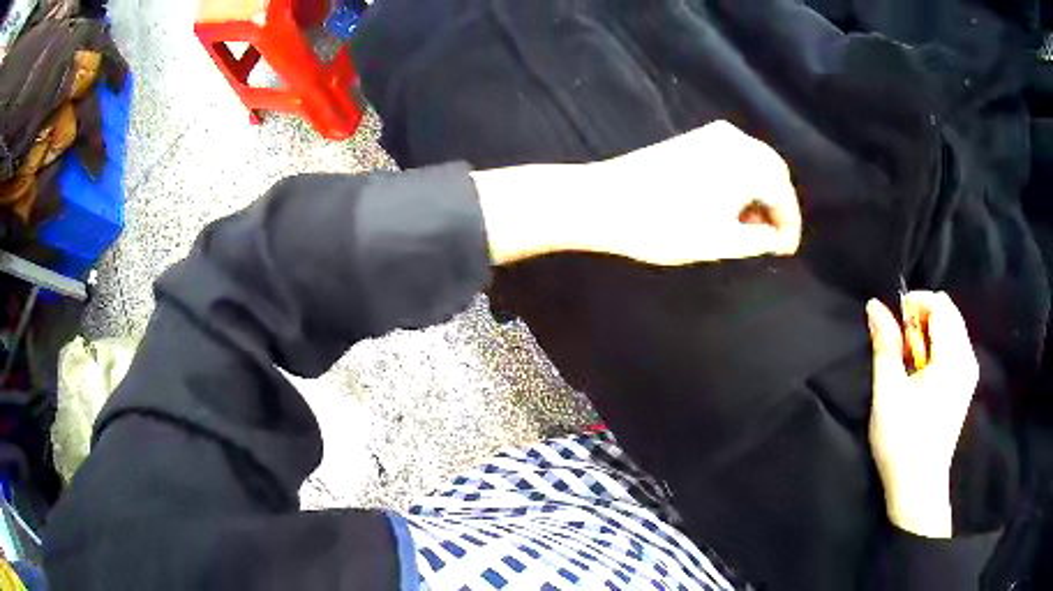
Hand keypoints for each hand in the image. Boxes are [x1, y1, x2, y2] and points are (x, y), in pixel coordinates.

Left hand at [582, 121, 801, 264]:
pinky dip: (740, 181)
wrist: (605, 201)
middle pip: (773, 173)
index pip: (783, 194)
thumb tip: (774, 236)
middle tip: (773, 240)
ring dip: (759, 194)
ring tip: (751, 228)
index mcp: (748, 161)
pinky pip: (732, 158)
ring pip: (753, 164)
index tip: (785, 252)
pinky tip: (731, 205)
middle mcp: (736, 139)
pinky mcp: (693, 138)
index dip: (789, 226)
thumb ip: (759, 240)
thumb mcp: (721, 242)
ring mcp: (712, 134)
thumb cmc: (668, 225)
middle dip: (777, 206)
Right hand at [866, 292, 979, 537]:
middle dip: (922, 317)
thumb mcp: (888, 392)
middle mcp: (967, 358)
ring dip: (929, 332)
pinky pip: (955, 346)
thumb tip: (875, 305)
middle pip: (949, 312)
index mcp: (951, 357)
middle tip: (900, 344)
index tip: (894, 323)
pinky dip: (938, 347)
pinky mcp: (966, 385)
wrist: (919, 487)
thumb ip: (885, 345)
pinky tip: (922, 374)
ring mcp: (969, 372)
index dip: (915, 303)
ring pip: (952, 328)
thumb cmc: (902, 441)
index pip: (940, 304)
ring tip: (909, 361)